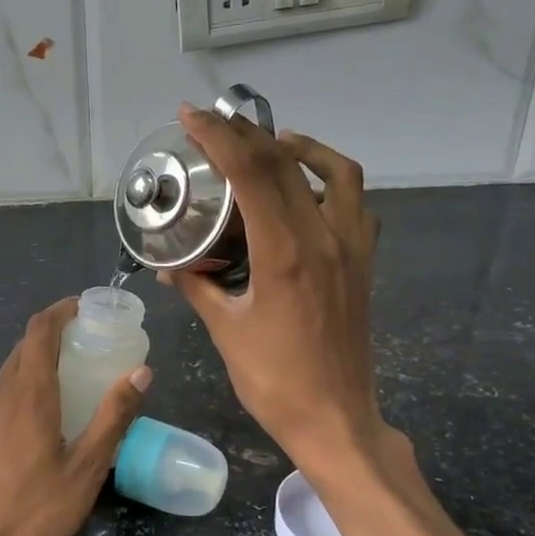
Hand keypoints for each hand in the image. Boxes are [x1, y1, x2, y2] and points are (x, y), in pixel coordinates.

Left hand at [0, 297, 150, 535]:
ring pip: (10, 369)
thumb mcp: (86, 468)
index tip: (86, 306)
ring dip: (38, 359)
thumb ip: (113, 416)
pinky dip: (24, 383)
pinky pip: (0, 392)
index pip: (40, 330)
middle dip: (54, 332)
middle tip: (89, 341)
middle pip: (24, 346)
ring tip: (71, 373)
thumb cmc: (35, 513)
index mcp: (28, 393)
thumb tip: (141, 371)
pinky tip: (42, 412)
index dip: (61, 310)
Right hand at [161, 105, 387, 473]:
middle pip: (286, 163)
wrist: (336, 418)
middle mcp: (325, 237)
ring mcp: (352, 248)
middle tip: (214, 125)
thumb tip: (170, 267)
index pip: (251, 174)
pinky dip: (331, 182)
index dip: (218, 138)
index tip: (189, 117)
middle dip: (246, 135)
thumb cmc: (275, 381)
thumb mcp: (227, 331)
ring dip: (301, 148)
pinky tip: (306, 194)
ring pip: (337, 172)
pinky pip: (355, 204)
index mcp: (286, 253)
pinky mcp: (364, 263)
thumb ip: (198, 288)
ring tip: (270, 146)